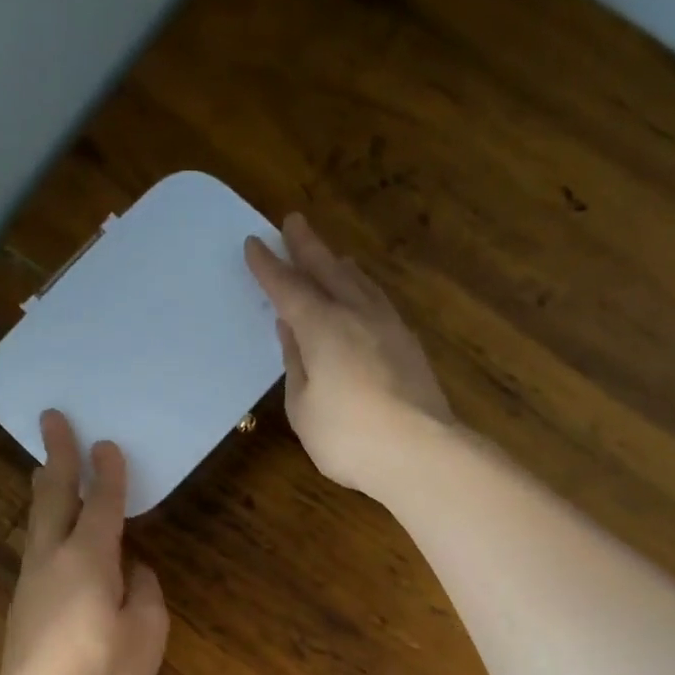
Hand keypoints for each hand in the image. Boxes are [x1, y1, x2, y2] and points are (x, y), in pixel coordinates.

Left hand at [0, 411, 169, 674]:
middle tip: (52, 419)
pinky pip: (38, 550)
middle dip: (57, 456)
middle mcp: (53, 560)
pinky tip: (56, 538)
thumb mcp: (146, 634)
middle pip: (53, 497)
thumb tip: (135, 573)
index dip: (108, 472)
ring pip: (38, 523)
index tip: (107, 441)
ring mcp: (32, 583)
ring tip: (48, 468)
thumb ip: (145, 593)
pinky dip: (46, 526)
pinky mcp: (23, 607)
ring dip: (45, 490)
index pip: (102, 504)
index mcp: (89, 560)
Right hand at [245, 213, 454, 494]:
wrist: (420, 452)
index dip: (269, 267)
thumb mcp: (303, 408)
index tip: (254, 244)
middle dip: (307, 247)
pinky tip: (365, 296)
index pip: (288, 288)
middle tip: (293, 221)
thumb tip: (292, 332)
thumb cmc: (349, 436)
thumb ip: (295, 365)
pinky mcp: (409, 345)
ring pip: (360, 283)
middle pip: (328, 271)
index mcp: (322, 327)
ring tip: (332, 256)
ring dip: (340, 265)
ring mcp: (388, 327)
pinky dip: (364, 290)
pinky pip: (379, 302)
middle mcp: (356, 315)